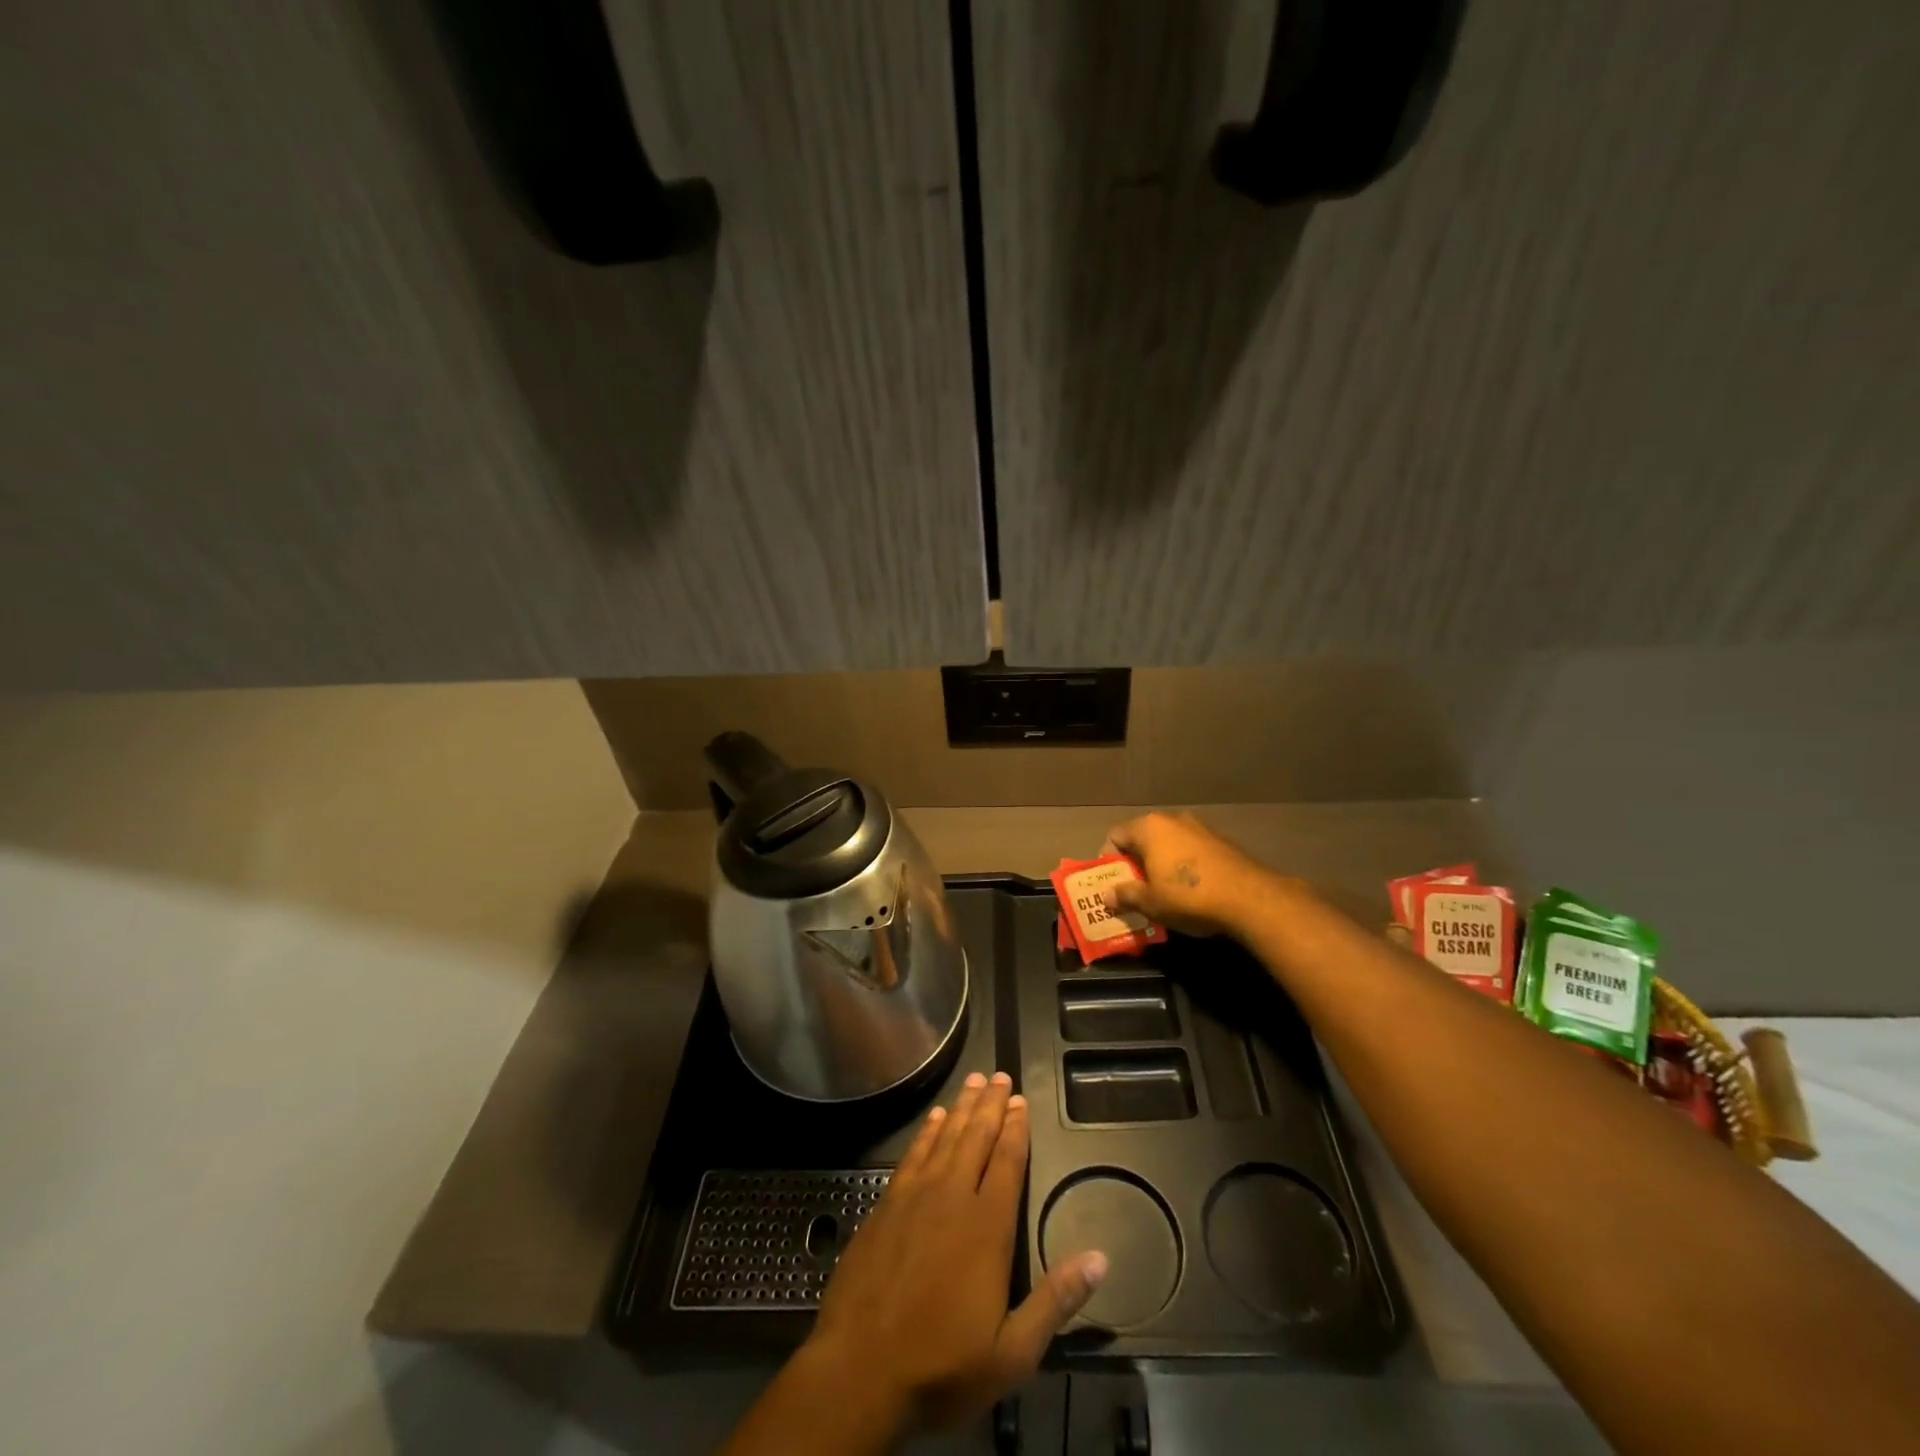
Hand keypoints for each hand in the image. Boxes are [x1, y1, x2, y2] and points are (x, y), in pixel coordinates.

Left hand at [803, 1072, 1106, 1432]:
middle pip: (976, 1138)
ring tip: (974, 1081)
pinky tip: (935, 1118)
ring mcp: (915, 1197)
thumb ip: (1056, 1301)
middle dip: (991, 1105)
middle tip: (1000, 1076)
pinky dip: (927, 1132)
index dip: (1016, 1129)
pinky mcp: (886, 1205)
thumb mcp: (1012, 1352)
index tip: (1022, 1101)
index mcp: (987, 1226)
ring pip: (945, 1138)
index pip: (1008, 1162)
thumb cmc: (941, 1365)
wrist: (858, 1371)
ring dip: (962, 1108)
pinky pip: (913, 1154)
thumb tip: (1100, 1259)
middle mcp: (952, 1197)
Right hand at [1102, 811, 1281, 938]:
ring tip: (1164, 891)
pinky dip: (1185, 864)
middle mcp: (1172, 819)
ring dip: (1162, 862)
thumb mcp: (1151, 903)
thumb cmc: (1189, 897)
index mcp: (1149, 828)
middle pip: (1143, 837)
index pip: (1115, 836)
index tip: (1114, 882)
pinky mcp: (1222, 840)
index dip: (1110, 859)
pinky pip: (1191, 849)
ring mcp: (1200, 827)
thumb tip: (1107, 895)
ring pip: (1169, 843)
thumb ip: (1126, 895)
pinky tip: (1192, 889)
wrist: (1250, 898)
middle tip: (1136, 889)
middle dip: (1136, 862)